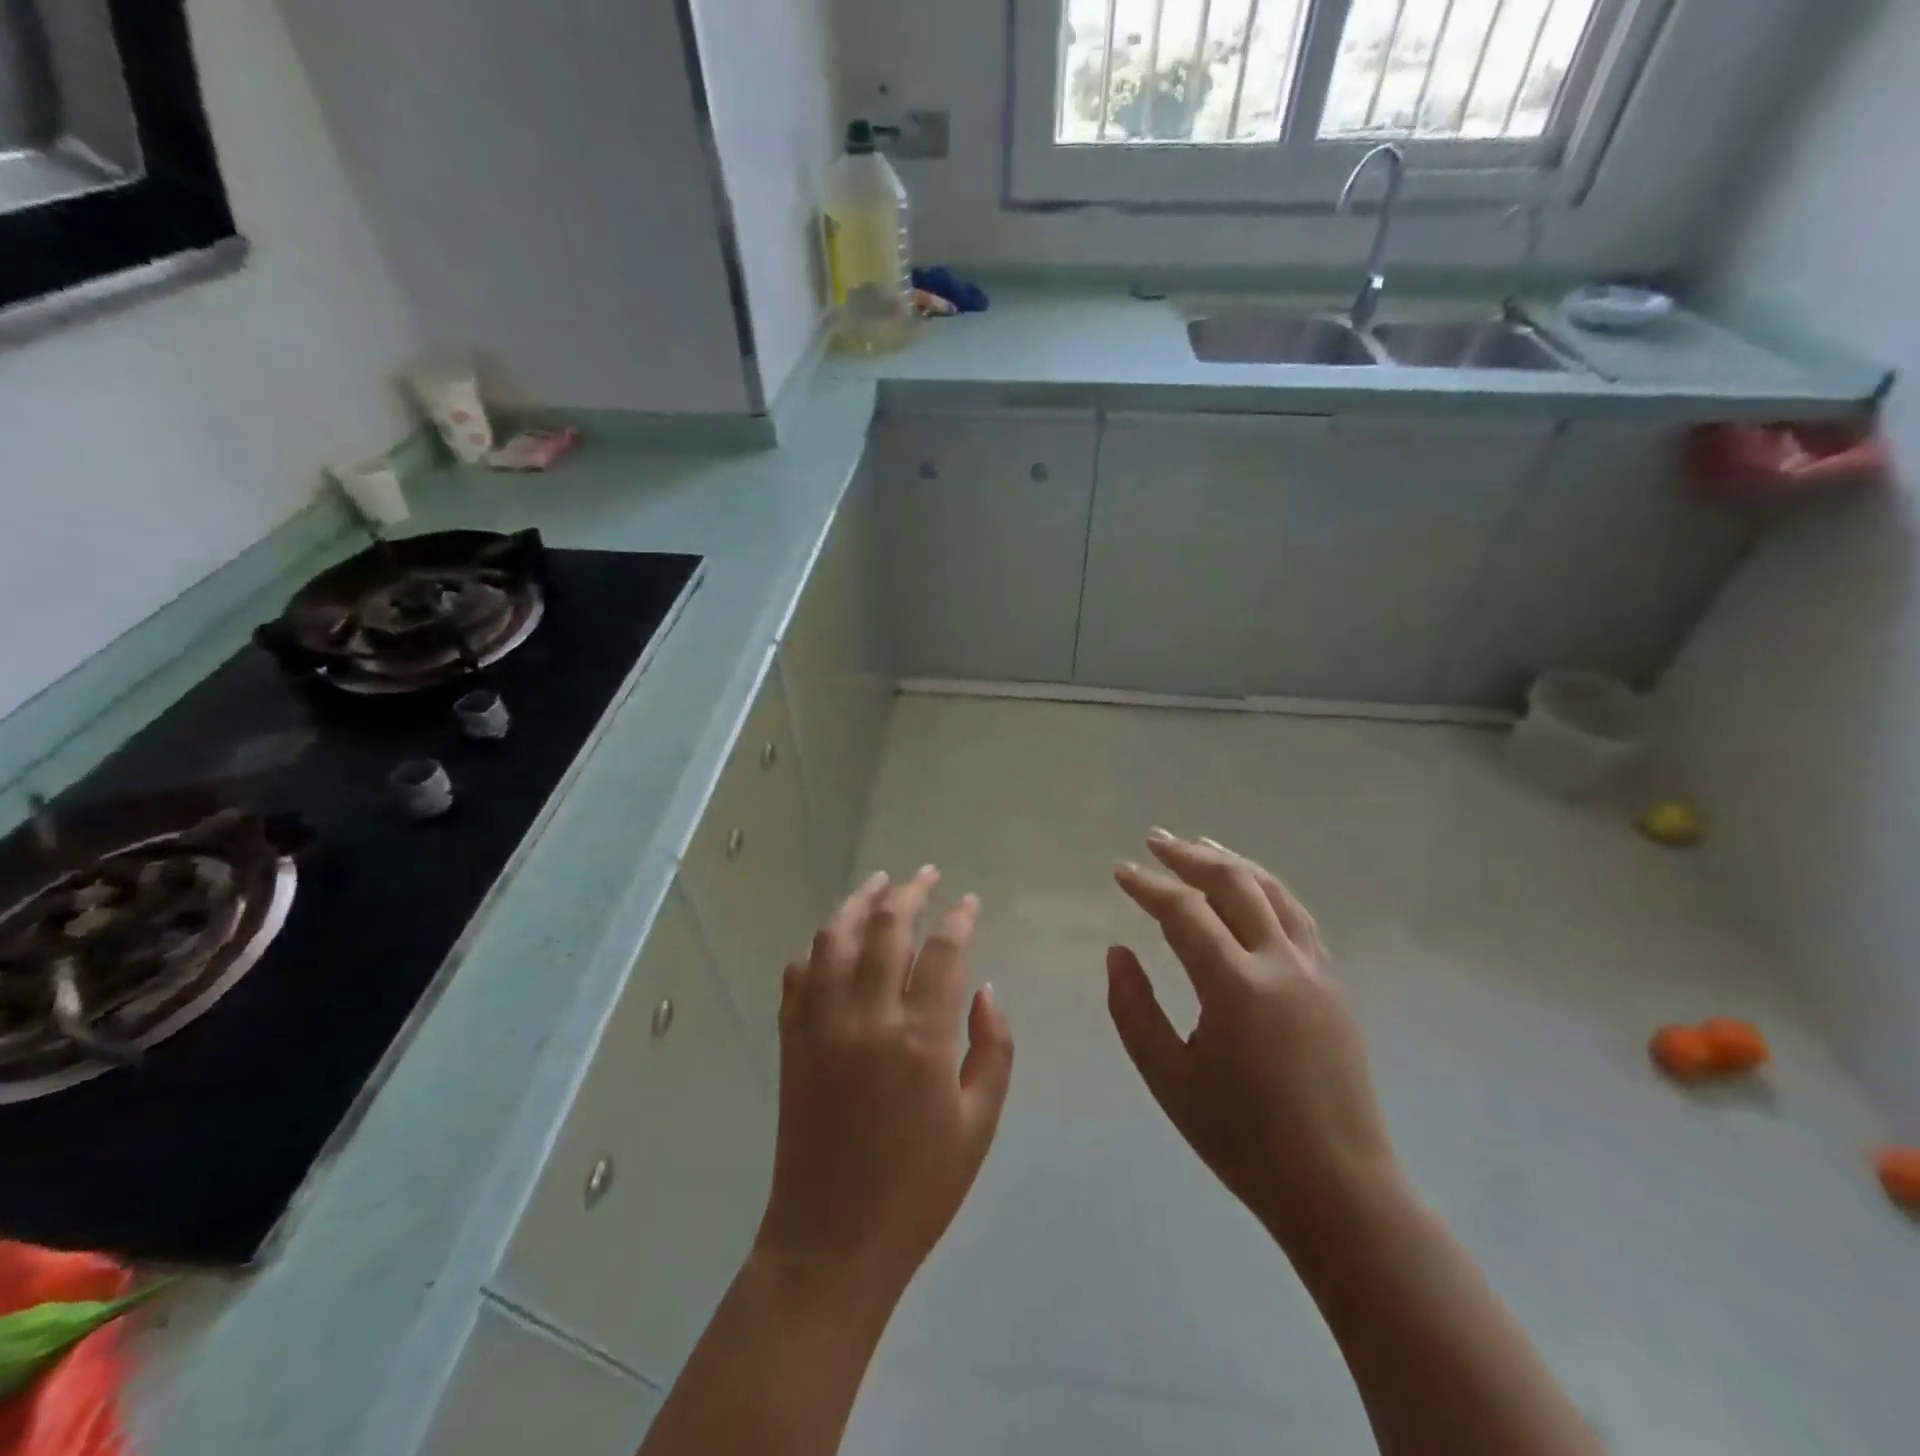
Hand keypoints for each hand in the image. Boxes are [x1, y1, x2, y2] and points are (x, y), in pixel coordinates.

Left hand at [753, 867, 1013, 1308]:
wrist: (832, 1240)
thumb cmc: (919, 1188)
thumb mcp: (979, 1124)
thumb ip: (992, 1048)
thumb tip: (985, 990)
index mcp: (921, 1038)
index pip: (943, 951)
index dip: (959, 917)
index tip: (969, 902)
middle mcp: (867, 1017)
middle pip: (886, 928)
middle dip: (909, 892)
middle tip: (926, 875)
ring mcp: (821, 1025)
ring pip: (834, 939)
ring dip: (858, 903)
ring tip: (878, 884)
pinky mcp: (791, 1041)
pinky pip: (798, 976)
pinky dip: (816, 948)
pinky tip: (832, 941)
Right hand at [1107, 830, 1403, 1256]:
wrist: (1338, 1187)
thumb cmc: (1242, 1138)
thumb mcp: (1169, 1079)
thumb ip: (1134, 1009)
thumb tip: (1118, 952)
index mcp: (1235, 986)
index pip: (1185, 912)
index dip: (1149, 887)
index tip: (1121, 871)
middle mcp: (1279, 963)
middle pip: (1233, 884)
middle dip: (1190, 855)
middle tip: (1156, 840)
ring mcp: (1314, 970)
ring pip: (1273, 892)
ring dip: (1233, 862)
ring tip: (1202, 844)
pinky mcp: (1333, 984)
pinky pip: (1297, 917)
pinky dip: (1267, 889)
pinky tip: (1252, 889)